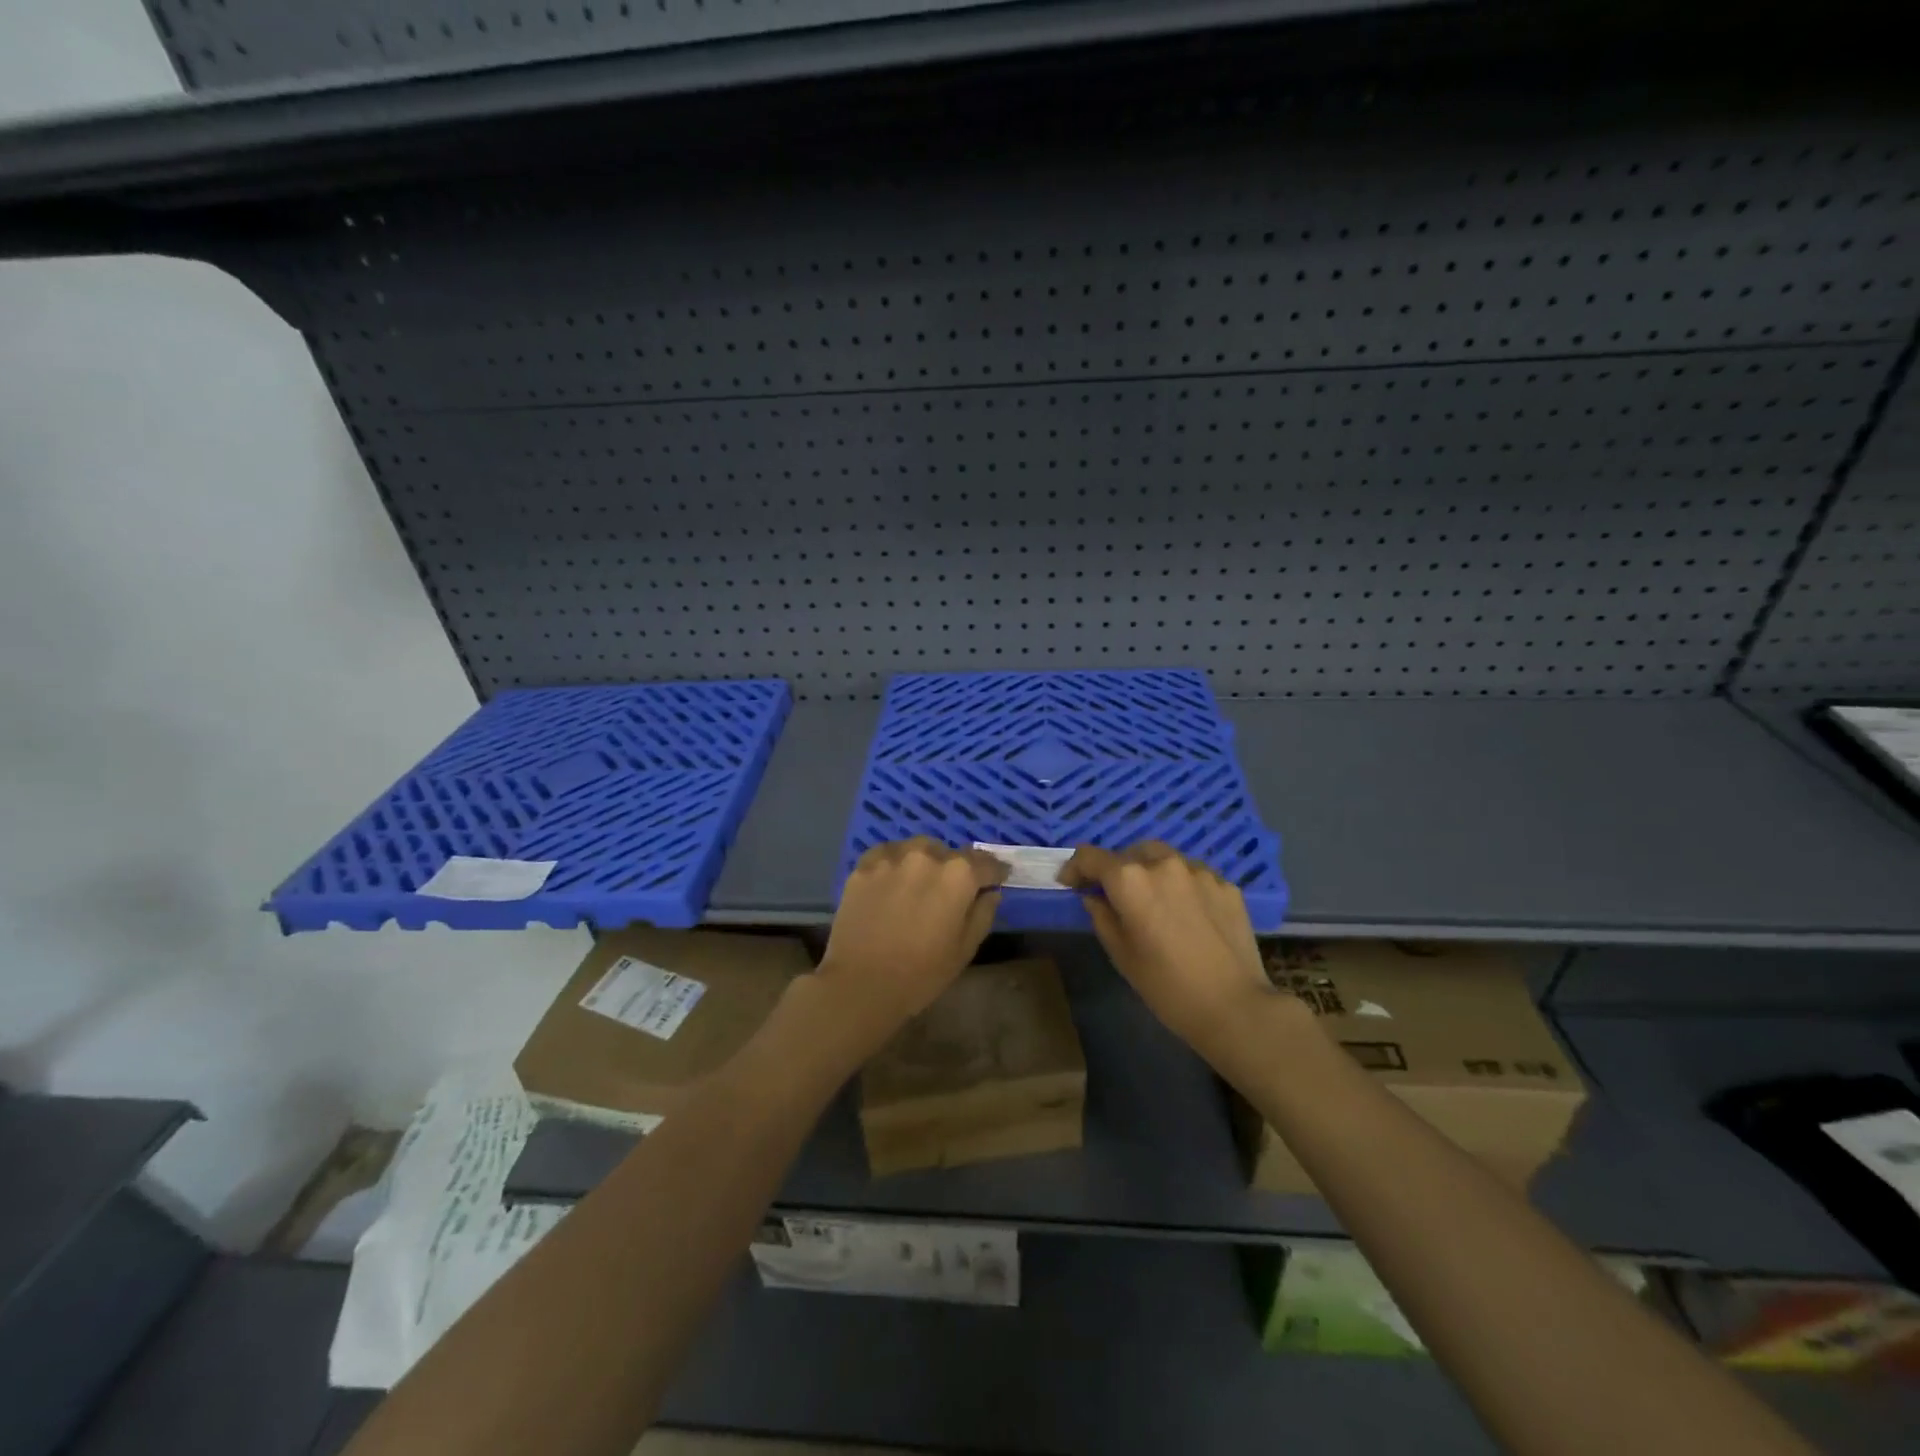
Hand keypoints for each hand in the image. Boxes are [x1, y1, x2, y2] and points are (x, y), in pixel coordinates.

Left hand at [817, 838, 1007, 1042]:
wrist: (860, 983)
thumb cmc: (921, 973)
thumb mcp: (965, 949)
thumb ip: (983, 913)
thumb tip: (990, 892)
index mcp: (959, 875)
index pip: (986, 863)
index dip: (994, 872)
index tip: (996, 880)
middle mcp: (927, 855)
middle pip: (950, 853)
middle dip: (956, 869)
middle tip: (951, 891)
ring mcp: (893, 856)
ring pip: (918, 848)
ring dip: (925, 861)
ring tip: (920, 883)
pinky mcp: (864, 865)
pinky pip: (888, 853)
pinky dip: (896, 862)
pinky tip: (892, 880)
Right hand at [1062, 842, 1279, 1055]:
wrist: (1234, 1006)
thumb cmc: (1166, 986)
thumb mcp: (1121, 954)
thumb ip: (1101, 917)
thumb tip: (1094, 897)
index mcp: (1130, 880)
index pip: (1090, 856)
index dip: (1075, 868)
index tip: (1071, 883)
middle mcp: (1163, 864)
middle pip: (1130, 852)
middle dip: (1117, 869)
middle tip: (1116, 896)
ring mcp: (1199, 871)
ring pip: (1165, 859)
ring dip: (1151, 873)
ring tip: (1155, 902)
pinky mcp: (1226, 885)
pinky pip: (1194, 875)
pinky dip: (1182, 885)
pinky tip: (1188, 914)